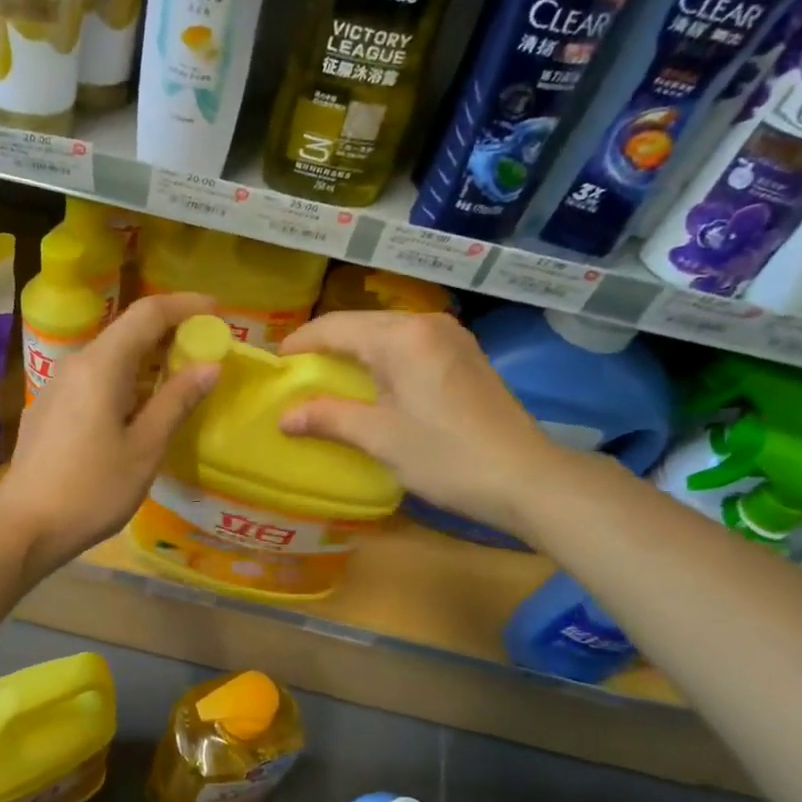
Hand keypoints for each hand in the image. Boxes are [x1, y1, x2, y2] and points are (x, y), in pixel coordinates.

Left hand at [0, 293, 218, 571]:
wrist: (24, 527)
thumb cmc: (92, 489)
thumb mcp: (144, 448)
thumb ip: (177, 401)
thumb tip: (210, 365)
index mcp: (101, 366)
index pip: (147, 313)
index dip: (185, 305)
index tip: (217, 311)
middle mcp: (75, 364)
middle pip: (127, 331)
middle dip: (170, 333)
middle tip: (206, 349)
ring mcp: (57, 385)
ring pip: (111, 356)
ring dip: (148, 358)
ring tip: (180, 378)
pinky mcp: (50, 407)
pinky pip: (95, 378)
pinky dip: (126, 378)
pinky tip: (140, 407)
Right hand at [278, 311, 561, 531]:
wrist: (526, 477)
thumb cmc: (446, 457)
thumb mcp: (380, 438)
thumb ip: (329, 418)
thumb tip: (284, 417)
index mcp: (403, 337)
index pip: (336, 327)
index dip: (301, 343)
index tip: (275, 364)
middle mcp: (428, 324)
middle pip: (362, 324)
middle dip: (326, 346)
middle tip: (298, 374)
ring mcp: (452, 338)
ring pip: (387, 333)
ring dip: (356, 352)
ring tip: (329, 379)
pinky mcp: (465, 356)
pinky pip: (410, 346)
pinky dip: (383, 359)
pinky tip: (374, 385)